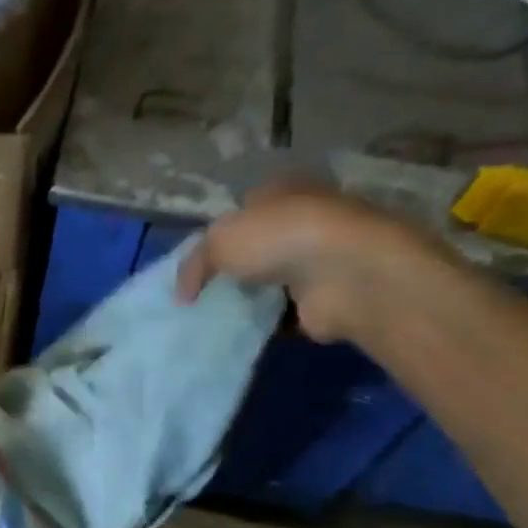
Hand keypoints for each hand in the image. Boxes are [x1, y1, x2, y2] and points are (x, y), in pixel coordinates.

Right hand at [176, 180, 452, 342]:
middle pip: (258, 247)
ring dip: (248, 300)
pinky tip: (236, 335)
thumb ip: (194, 264)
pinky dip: (263, 325)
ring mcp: (318, 261)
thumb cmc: (280, 238)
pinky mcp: (324, 300)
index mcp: (282, 192)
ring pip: (271, 282)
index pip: (244, 208)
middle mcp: (303, 221)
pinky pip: (283, 315)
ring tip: (210, 320)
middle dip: (231, 270)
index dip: (217, 234)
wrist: (345, 274)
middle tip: (198, 296)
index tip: (195, 264)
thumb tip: (183, 295)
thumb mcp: (219, 240)